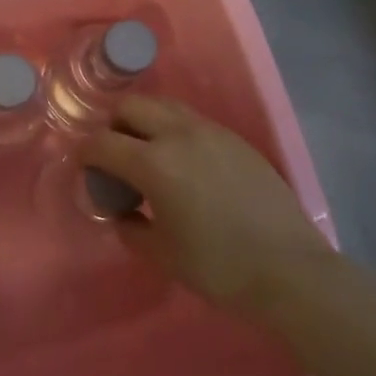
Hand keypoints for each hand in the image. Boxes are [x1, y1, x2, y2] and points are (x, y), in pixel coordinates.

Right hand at [83, 95, 331, 322]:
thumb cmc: (220, 267)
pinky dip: (174, 130)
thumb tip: (121, 212)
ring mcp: (211, 132)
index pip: (102, 142)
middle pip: (131, 106)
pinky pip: (192, 120)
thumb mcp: (162, 254)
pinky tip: (184, 164)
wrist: (291, 270)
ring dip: (144, 121)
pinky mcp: (235, 139)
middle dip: (113, 125)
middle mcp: (179, 135)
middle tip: (114, 156)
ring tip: (147, 154)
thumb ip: (131, 228)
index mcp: (154, 163)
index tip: (83, 167)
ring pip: (164, 106)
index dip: (85, 153)